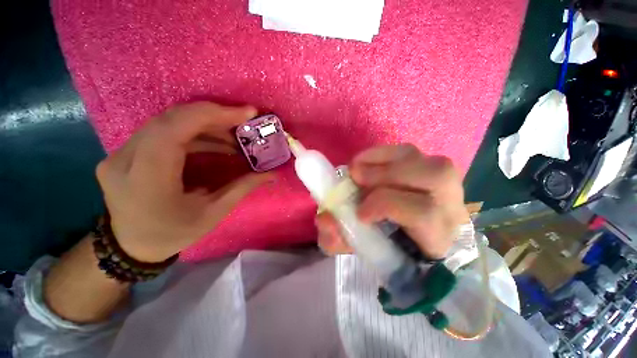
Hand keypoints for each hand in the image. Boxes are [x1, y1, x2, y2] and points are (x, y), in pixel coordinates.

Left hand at [96, 102, 272, 261]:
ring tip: (234, 138)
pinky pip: (163, 132)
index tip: (246, 113)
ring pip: (168, 122)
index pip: (175, 128)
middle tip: (244, 123)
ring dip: (205, 125)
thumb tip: (271, 174)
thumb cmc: (173, 234)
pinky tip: (215, 143)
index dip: (213, 114)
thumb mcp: (213, 214)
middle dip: (214, 116)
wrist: (131, 247)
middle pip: (172, 119)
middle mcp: (125, 159)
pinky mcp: (126, 152)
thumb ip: (242, 188)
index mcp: (147, 179)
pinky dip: (193, 133)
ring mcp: (120, 153)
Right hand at [315, 144, 468, 259]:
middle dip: (386, 174)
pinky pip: (409, 151)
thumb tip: (325, 218)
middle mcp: (451, 207)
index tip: (359, 212)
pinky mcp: (429, 168)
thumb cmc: (388, 247)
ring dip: (383, 159)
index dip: (385, 205)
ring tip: (357, 168)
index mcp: (438, 237)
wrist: (409, 239)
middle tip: (354, 177)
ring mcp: (444, 183)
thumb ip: (340, 238)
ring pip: (422, 158)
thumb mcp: (360, 248)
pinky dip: (382, 153)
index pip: (423, 214)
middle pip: (435, 177)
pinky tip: (365, 162)